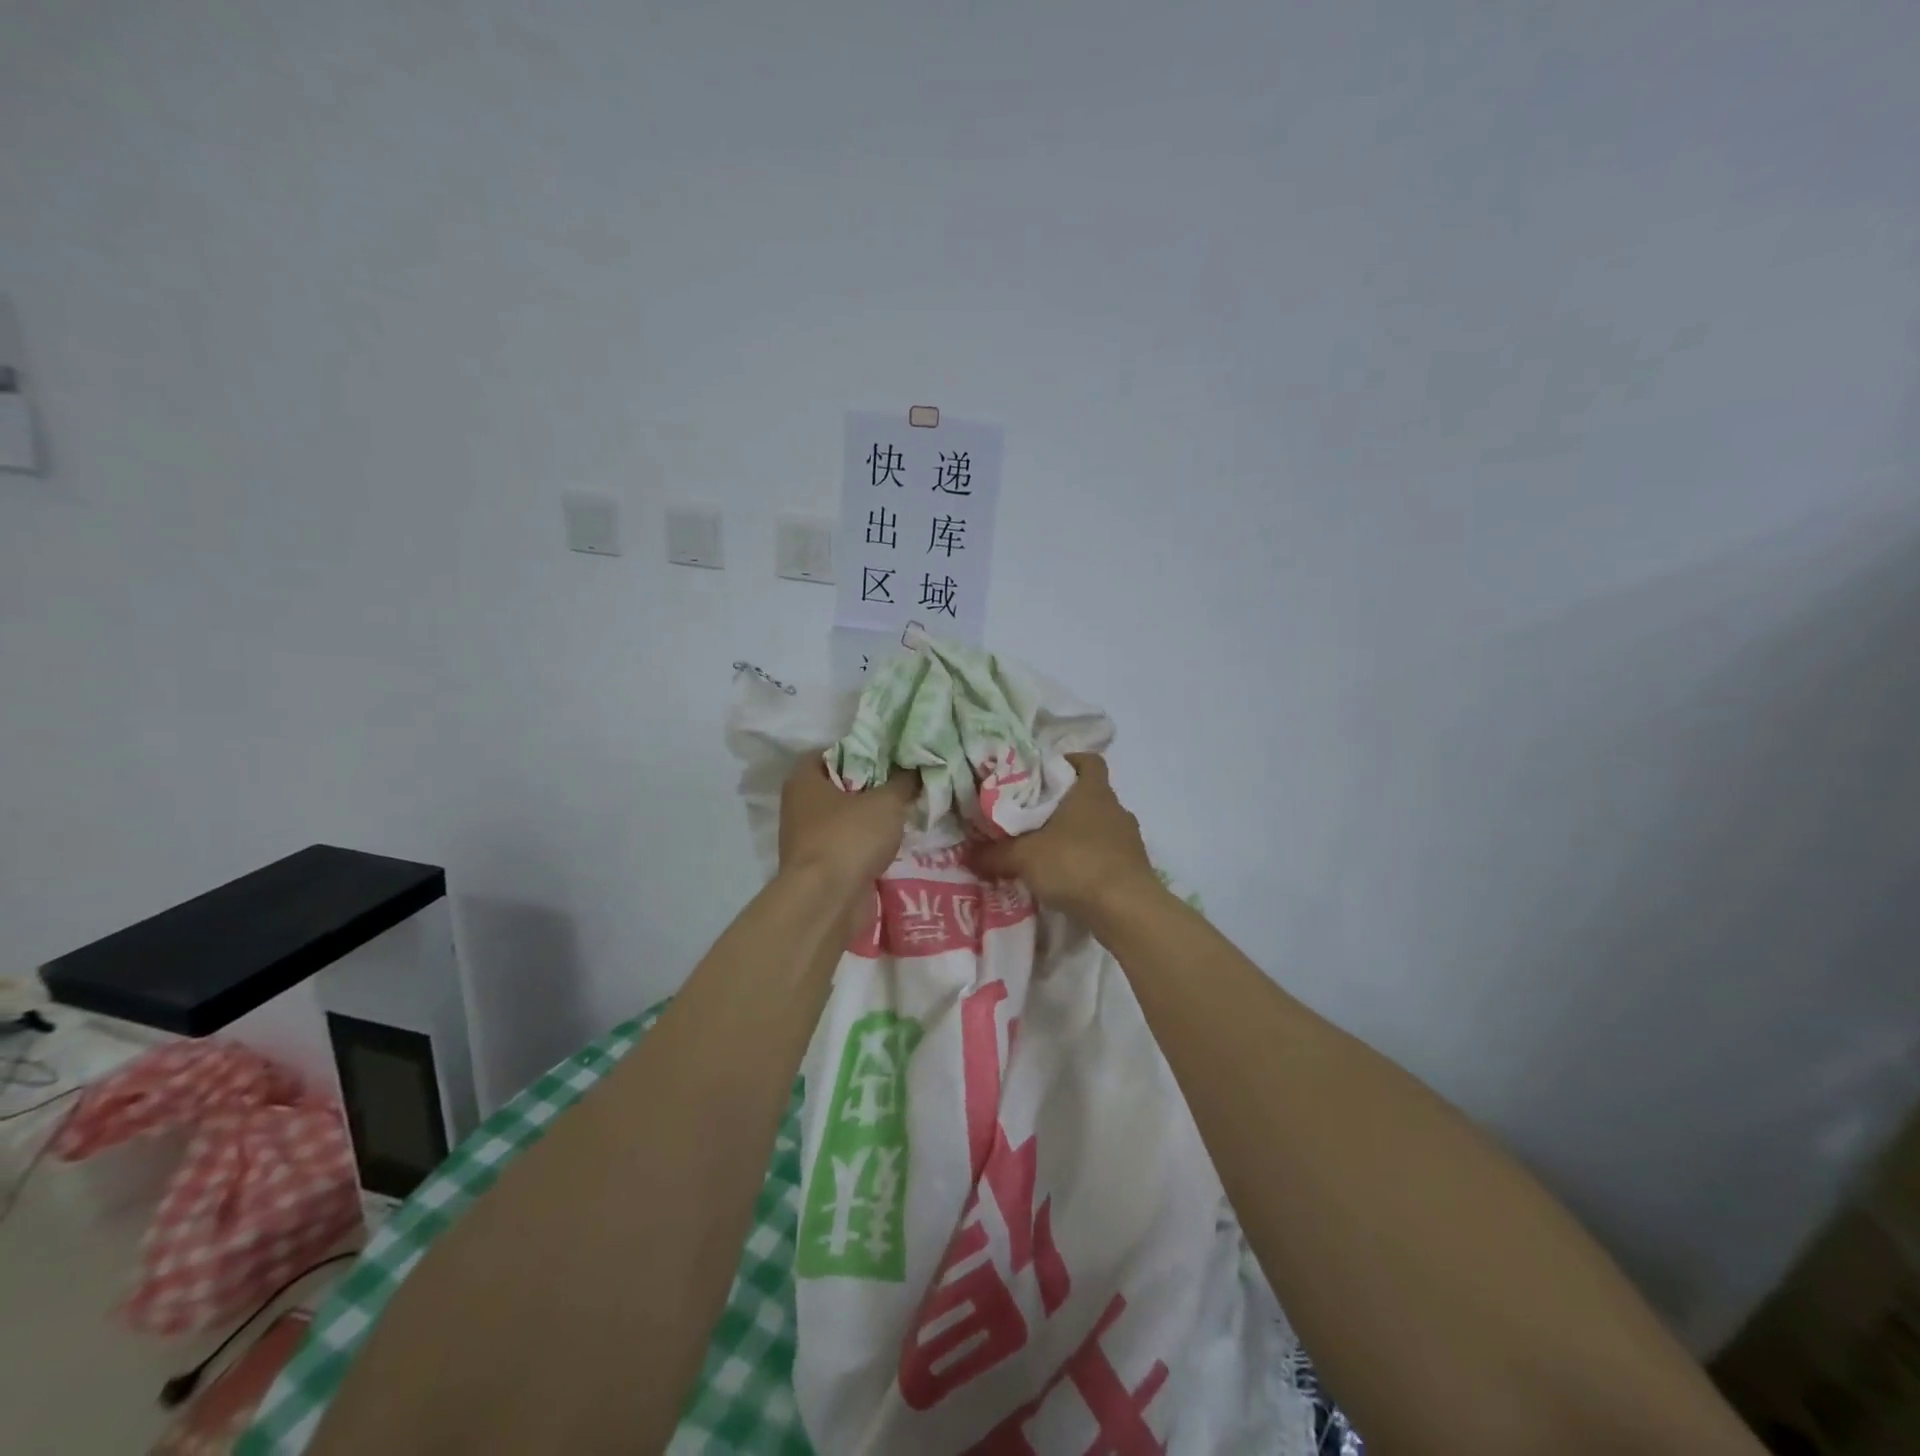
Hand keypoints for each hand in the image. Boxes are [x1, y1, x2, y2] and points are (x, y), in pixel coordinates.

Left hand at [778, 758, 916, 894]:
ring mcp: (807, 840)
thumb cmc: (850, 837)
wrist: (828, 901)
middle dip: (869, 786)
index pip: (828, 753)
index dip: (858, 751)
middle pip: (838, 787)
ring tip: (904, 812)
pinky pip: (848, 847)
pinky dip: (867, 846)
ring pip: (844, 819)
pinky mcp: (821, 868)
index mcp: (804, 780)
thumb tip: (915, 770)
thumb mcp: (886, 802)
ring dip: (870, 819)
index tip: (887, 756)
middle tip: (902, 782)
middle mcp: (799, 807)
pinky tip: (893, 844)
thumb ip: (903, 782)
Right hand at [971, 754, 1159, 918]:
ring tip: (1050, 850)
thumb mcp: (1024, 857)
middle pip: (1091, 794)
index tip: (1045, 775)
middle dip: (1066, 803)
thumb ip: (994, 854)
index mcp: (1092, 791)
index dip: (1069, 762)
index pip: (1088, 760)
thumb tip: (967, 854)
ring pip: (1100, 825)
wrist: (1126, 909)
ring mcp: (1130, 839)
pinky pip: (1108, 854)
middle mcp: (1115, 808)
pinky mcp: (1135, 867)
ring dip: (1079, 834)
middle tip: (1036, 816)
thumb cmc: (1075, 864)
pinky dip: (1090, 860)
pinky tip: (1070, 877)